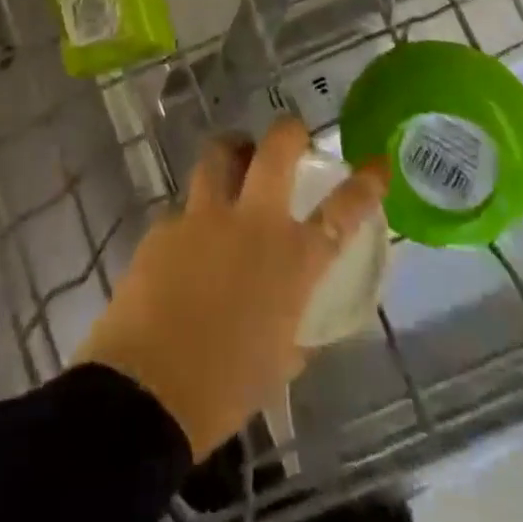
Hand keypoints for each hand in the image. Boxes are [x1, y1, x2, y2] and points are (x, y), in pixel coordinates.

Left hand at [75, 118, 389, 459]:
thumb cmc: (223, 390)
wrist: (146, 390)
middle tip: (291, 135)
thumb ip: (291, 333)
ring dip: (231, 152)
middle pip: (275, 150)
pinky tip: (185, 247)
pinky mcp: (163, 225)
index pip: (342, 211)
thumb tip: (293, 329)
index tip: (377, 163)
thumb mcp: (275, 364)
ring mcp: (203, 217)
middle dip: (288, 131)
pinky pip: (183, 209)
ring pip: (219, 155)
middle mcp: (251, 224)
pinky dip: (192, 219)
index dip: (365, 184)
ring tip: (233, 159)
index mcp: (291, 262)